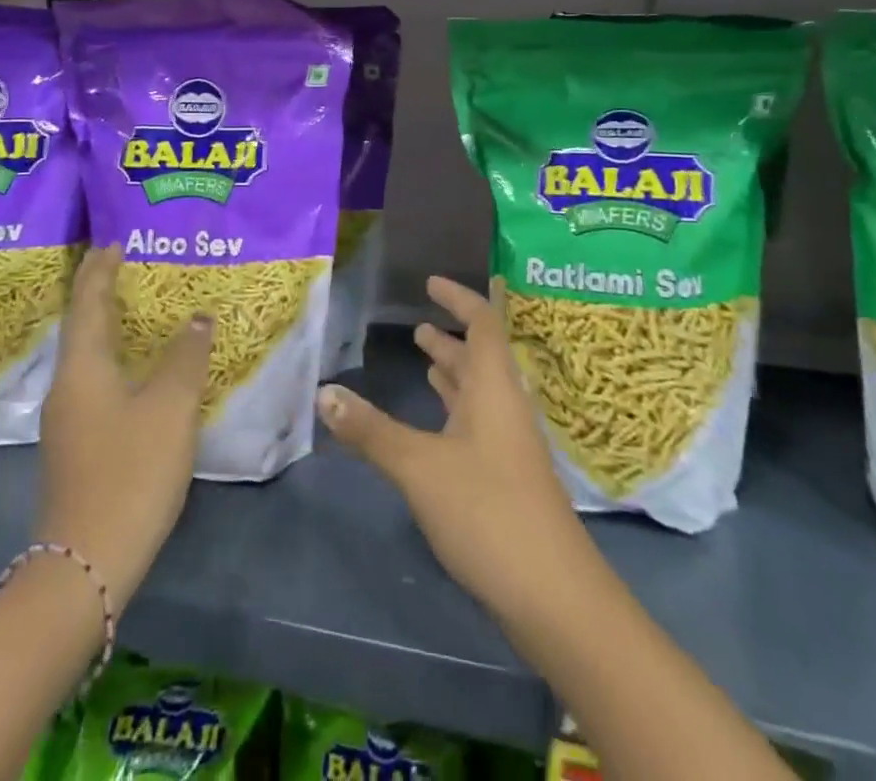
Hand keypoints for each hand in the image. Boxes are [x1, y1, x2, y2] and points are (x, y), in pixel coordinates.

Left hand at [36, 246, 212, 611]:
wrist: (87, 562)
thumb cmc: (130, 471)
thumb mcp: (170, 406)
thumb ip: (185, 355)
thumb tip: (198, 317)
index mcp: (82, 369)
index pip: (87, 303)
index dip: (100, 270)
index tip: (114, 242)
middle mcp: (67, 388)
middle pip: (83, 327)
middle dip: (105, 295)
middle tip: (136, 269)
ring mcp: (69, 421)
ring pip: (90, 358)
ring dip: (113, 329)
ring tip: (144, 311)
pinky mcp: (79, 446)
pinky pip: (98, 384)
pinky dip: (118, 361)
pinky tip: (143, 371)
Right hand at [316, 277, 593, 623]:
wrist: (552, 594)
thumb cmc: (487, 510)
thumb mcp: (419, 466)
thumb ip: (371, 430)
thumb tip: (323, 392)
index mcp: (494, 387)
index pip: (482, 322)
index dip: (459, 298)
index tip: (431, 282)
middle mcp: (506, 406)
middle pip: (481, 357)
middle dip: (451, 338)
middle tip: (418, 327)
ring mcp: (510, 444)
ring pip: (480, 392)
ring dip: (453, 373)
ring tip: (424, 360)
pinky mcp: (508, 476)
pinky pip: (479, 422)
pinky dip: (455, 410)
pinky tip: (436, 424)